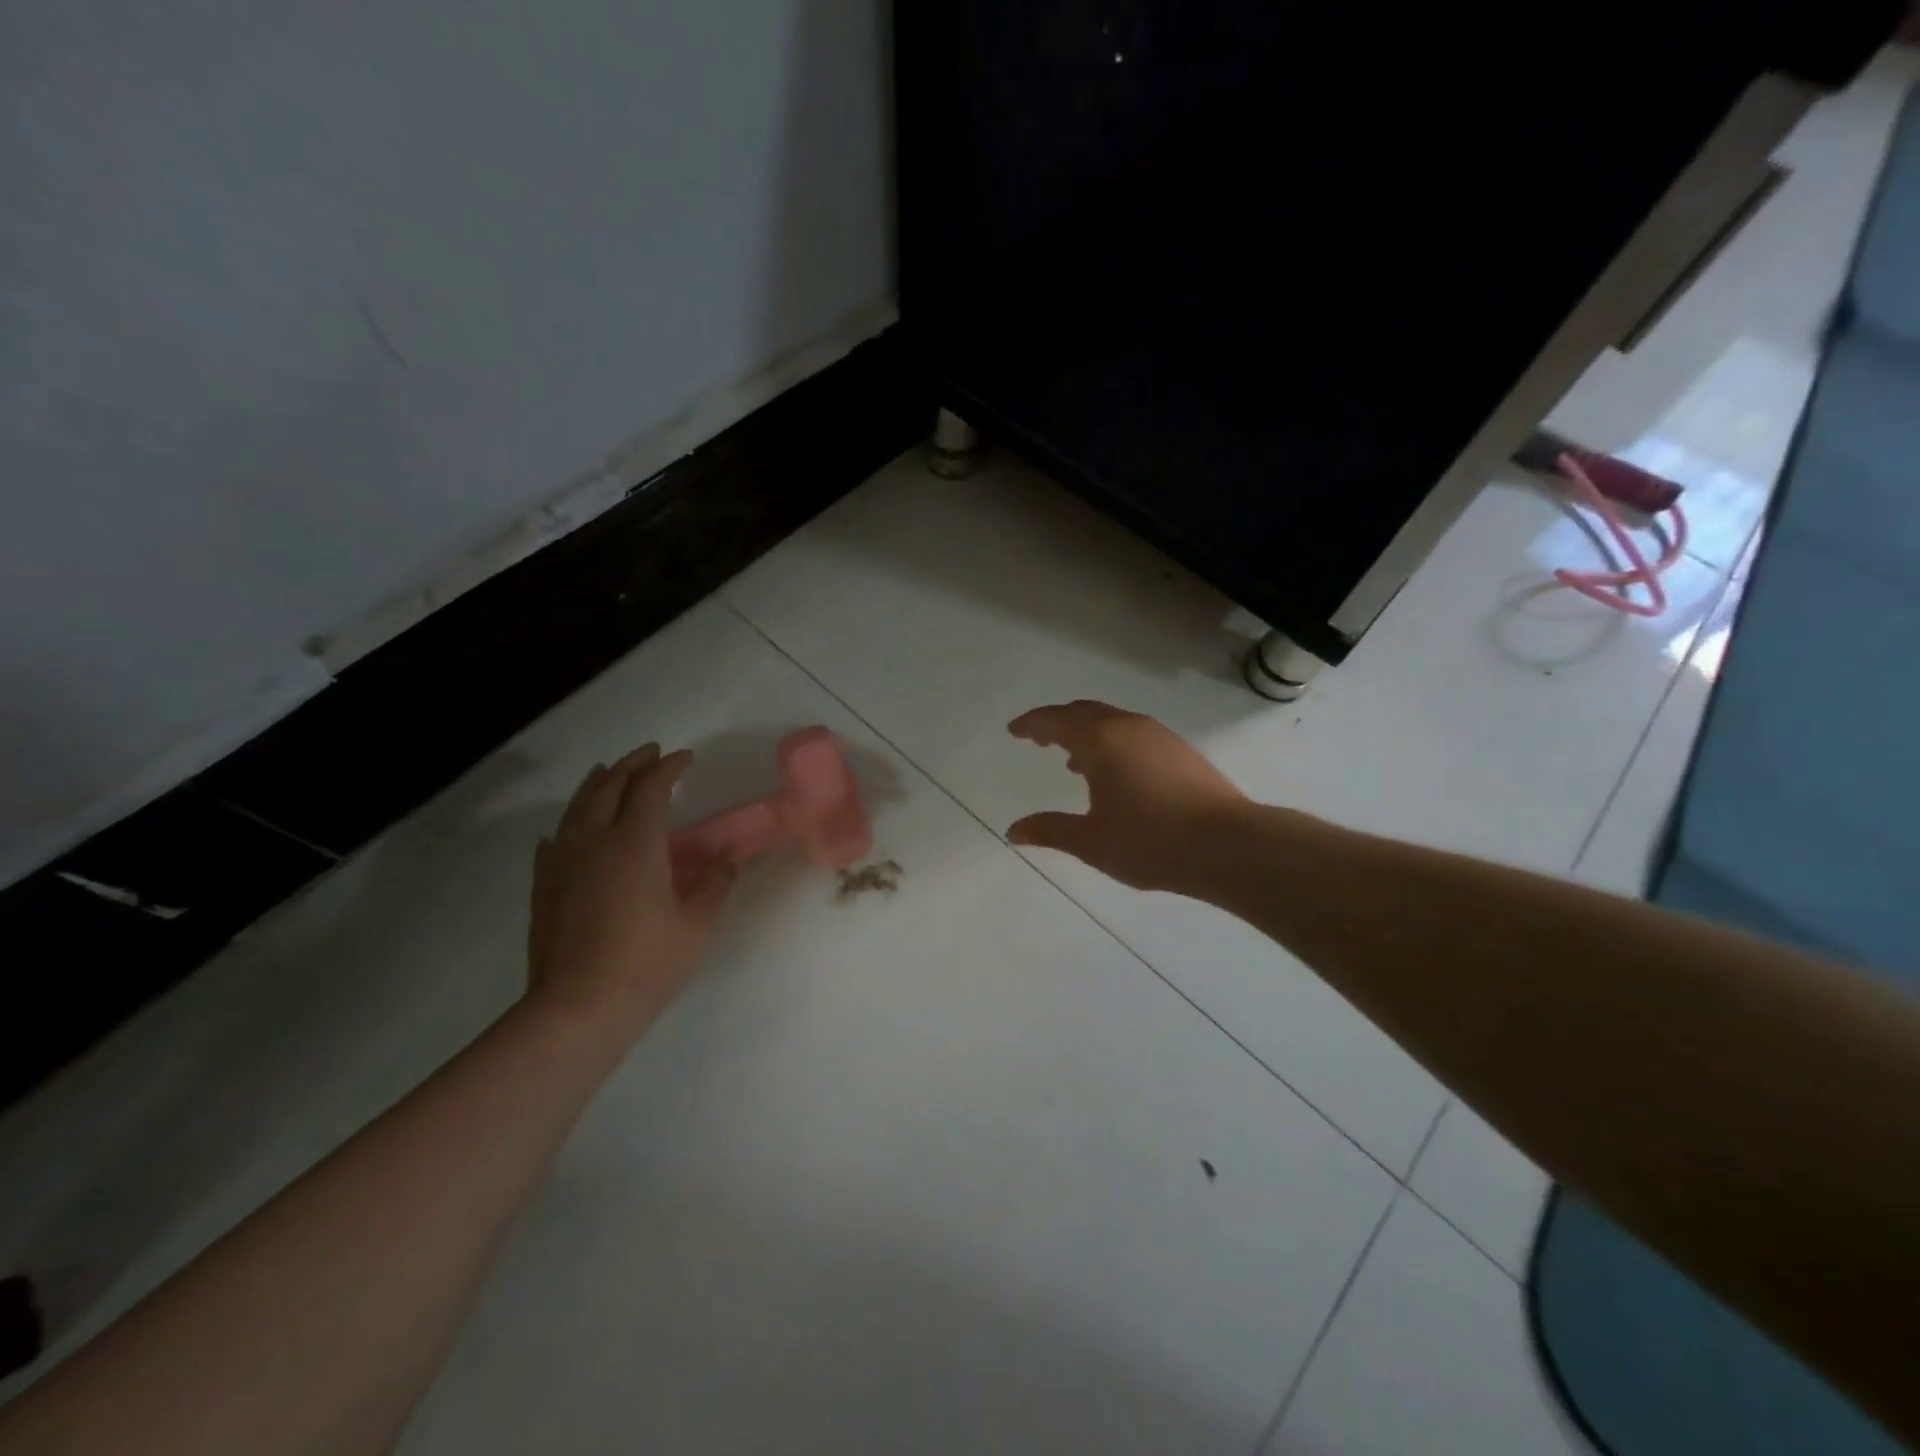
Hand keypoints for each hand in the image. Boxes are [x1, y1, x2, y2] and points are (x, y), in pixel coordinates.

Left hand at [528, 744, 735, 1037]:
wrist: (578, 1008)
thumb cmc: (647, 962)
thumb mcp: (697, 922)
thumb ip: (717, 880)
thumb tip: (733, 853)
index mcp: (635, 843)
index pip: (651, 787)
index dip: (668, 767)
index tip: (685, 758)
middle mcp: (594, 840)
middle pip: (608, 786)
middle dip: (632, 764)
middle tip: (650, 754)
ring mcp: (562, 862)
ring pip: (577, 807)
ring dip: (597, 784)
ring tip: (609, 773)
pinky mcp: (543, 886)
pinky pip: (555, 840)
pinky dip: (569, 824)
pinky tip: (571, 831)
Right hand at [1006, 701, 1247, 893]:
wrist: (1228, 845)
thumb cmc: (1150, 841)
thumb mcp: (1091, 841)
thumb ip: (1050, 830)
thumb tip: (1013, 831)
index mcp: (1101, 740)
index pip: (1055, 720)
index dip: (1031, 723)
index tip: (1014, 731)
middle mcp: (1129, 727)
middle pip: (1084, 712)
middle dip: (1058, 723)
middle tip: (1038, 738)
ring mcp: (1159, 736)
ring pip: (1113, 722)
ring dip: (1088, 734)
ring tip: (1073, 762)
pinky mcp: (1181, 751)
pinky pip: (1134, 734)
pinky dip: (1113, 743)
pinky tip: (1116, 775)